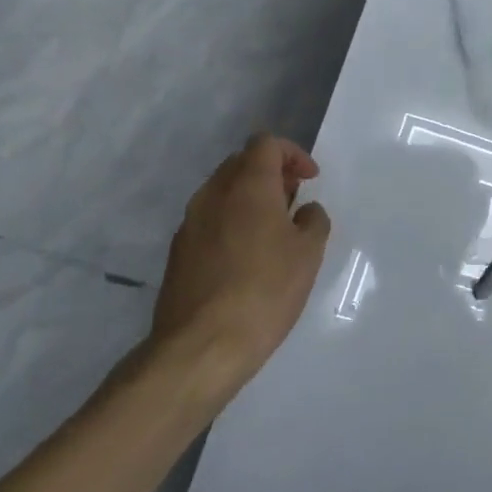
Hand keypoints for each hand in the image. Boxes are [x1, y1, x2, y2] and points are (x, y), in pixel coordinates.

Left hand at [148, 134, 332, 392]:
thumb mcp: (308, 253)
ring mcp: (189, 224)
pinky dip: (232, 223)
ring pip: (222, 192)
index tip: (310, 180)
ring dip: (250, 199)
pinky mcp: (178, 253)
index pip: (265, 144)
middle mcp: (212, 195)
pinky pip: (210, 221)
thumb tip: (304, 211)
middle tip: (294, 200)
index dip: (292, 154)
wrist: (202, 346)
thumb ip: (313, 221)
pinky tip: (249, 258)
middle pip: (241, 164)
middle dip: (271, 173)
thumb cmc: (265, 291)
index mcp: (247, 187)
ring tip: (274, 231)